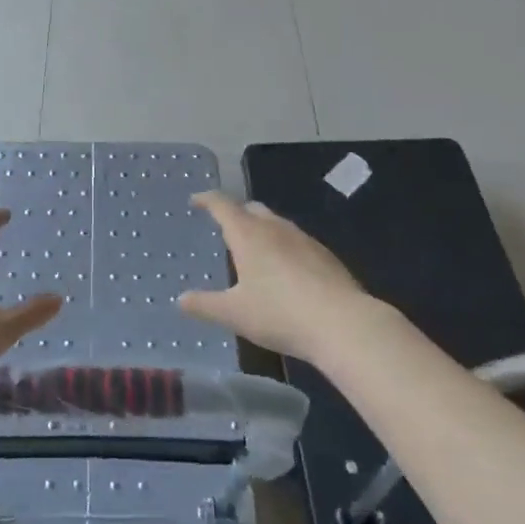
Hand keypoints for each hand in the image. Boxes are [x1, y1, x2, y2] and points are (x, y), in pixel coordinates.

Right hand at [179, 191, 367, 362]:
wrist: (343, 324)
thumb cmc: (280, 314)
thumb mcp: (234, 313)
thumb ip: (205, 305)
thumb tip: (181, 299)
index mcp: (248, 234)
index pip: (222, 205)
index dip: (206, 200)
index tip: (196, 201)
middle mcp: (275, 228)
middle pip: (252, 209)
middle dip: (236, 213)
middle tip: (225, 227)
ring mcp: (304, 240)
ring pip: (277, 224)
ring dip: (262, 229)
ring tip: (254, 249)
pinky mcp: (326, 256)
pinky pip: (296, 241)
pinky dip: (283, 247)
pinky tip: (286, 271)